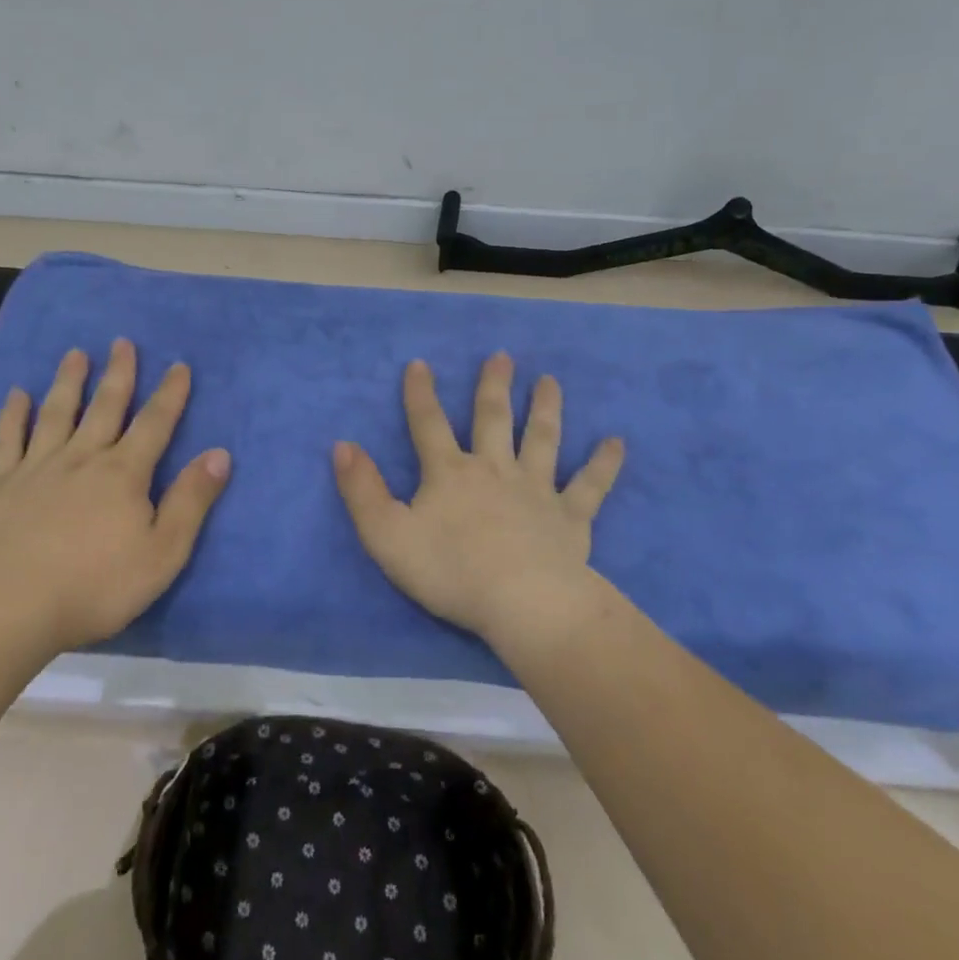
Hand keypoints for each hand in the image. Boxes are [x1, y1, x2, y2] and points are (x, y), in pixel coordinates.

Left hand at [0, 339, 230, 654]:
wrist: (11, 608)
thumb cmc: (96, 586)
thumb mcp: (163, 552)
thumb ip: (191, 501)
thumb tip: (220, 454)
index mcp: (124, 473)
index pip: (154, 423)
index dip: (170, 394)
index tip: (179, 365)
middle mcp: (82, 457)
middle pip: (105, 406)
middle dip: (118, 373)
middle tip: (122, 342)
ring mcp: (37, 467)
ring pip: (57, 413)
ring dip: (68, 382)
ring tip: (75, 354)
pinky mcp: (0, 485)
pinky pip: (7, 440)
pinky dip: (12, 415)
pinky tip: (15, 395)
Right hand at [332, 353, 624, 648]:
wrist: (522, 603)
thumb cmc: (450, 571)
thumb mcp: (386, 535)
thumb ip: (361, 490)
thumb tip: (342, 445)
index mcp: (450, 473)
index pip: (429, 424)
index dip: (420, 394)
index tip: (420, 363)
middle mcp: (494, 469)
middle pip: (492, 419)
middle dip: (494, 386)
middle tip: (503, 356)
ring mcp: (536, 490)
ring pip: (541, 439)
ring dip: (545, 408)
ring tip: (550, 381)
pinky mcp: (570, 517)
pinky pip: (590, 485)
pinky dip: (603, 463)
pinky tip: (616, 442)